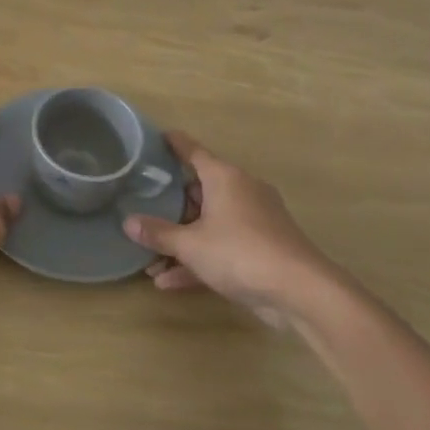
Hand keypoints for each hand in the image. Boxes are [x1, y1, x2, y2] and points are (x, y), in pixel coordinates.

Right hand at [123, 131, 346, 326]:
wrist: (301, 291)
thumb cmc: (240, 252)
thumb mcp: (190, 244)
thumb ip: (158, 232)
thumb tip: (128, 222)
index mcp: (224, 178)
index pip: (193, 151)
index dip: (174, 144)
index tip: (157, 137)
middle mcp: (241, 191)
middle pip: (199, 191)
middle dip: (170, 208)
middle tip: (142, 211)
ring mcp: (254, 221)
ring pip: (209, 224)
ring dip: (181, 242)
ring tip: (150, 263)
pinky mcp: (262, 248)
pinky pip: (222, 247)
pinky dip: (199, 260)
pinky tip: (169, 283)